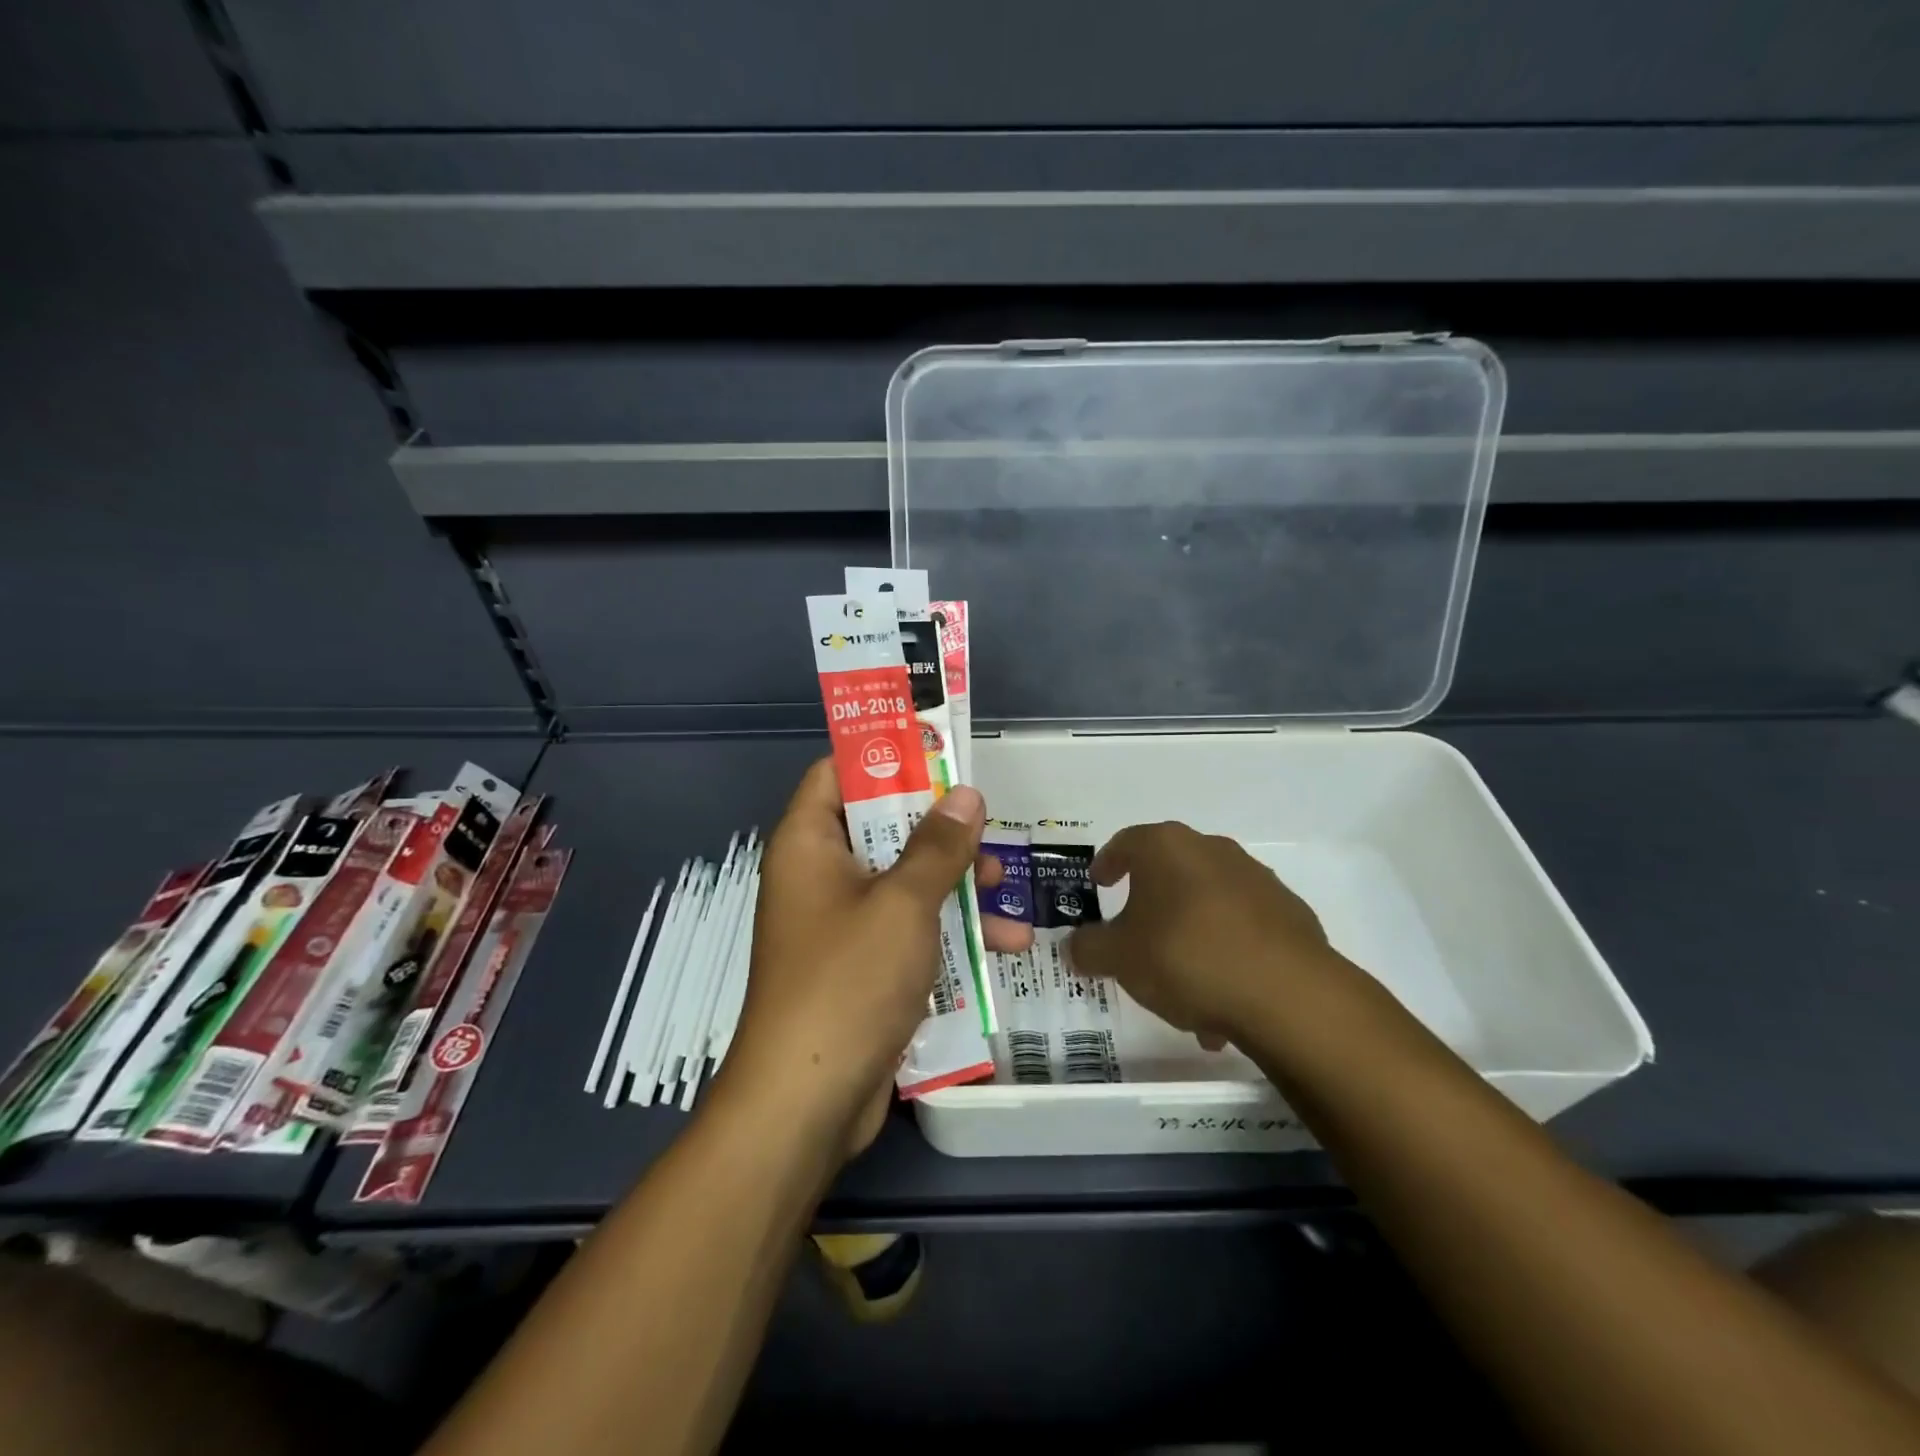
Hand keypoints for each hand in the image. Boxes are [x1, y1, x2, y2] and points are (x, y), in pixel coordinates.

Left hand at [720, 759, 1030, 1159]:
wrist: (806, 1103)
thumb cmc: (848, 981)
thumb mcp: (903, 903)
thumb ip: (938, 845)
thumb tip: (964, 794)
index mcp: (809, 844)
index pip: (838, 774)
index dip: (886, 757)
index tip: (939, 754)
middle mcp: (819, 877)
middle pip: (881, 828)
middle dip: (939, 829)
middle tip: (987, 825)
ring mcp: (840, 926)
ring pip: (902, 882)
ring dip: (955, 884)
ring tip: (1009, 888)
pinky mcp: (861, 968)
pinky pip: (907, 930)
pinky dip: (947, 931)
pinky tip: (1003, 946)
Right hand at [1067, 822, 1348, 1050]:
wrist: (1286, 994)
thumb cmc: (1185, 956)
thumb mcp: (1119, 957)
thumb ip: (1088, 948)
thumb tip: (1074, 946)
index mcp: (1166, 847)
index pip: (1126, 842)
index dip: (1108, 862)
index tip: (1098, 883)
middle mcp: (1212, 850)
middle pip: (1170, 871)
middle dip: (1151, 902)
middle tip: (1135, 934)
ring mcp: (1257, 880)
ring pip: (1207, 904)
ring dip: (1189, 935)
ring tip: (1180, 985)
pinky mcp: (1290, 914)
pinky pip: (1242, 929)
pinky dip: (1225, 954)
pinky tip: (1220, 997)